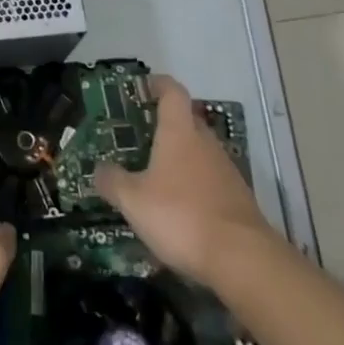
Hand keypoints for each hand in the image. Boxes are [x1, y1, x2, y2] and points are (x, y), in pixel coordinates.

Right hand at [94, 74, 271, 285]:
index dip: (158, 84)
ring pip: (200, 152)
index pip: (172, 92)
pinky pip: (210, 180)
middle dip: (165, 124)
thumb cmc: (181, 216)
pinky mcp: (238, 199)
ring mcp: (226, 172)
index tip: (144, 85)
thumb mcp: (133, 200)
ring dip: (180, 157)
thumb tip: (99, 170)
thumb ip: (112, 181)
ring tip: (155, 173)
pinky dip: (194, 184)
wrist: (243, 260)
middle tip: (141, 135)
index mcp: (180, 133)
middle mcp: (206, 144)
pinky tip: (179, 206)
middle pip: (187, 121)